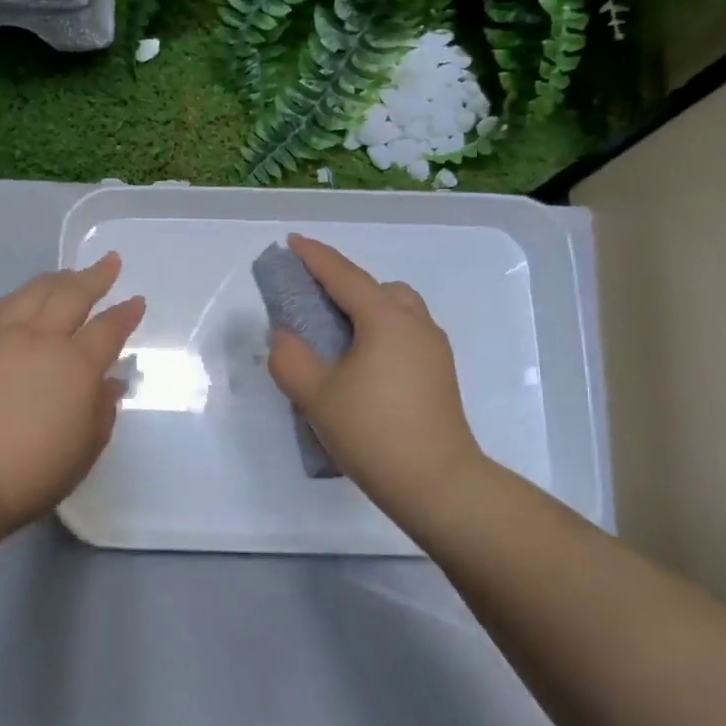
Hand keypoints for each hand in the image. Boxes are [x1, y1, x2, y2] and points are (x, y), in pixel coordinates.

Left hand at [0, 254, 145, 532]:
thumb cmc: (31, 472)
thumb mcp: (84, 449)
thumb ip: (101, 411)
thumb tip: (109, 383)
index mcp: (75, 365)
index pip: (108, 329)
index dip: (126, 314)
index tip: (136, 302)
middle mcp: (39, 339)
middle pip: (71, 295)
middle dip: (95, 276)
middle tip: (109, 262)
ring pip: (31, 293)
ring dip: (55, 279)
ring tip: (67, 274)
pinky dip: (13, 297)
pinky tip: (17, 297)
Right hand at [265, 234, 488, 520]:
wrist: (437, 483)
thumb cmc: (373, 432)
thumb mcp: (316, 396)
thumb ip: (290, 359)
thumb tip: (285, 338)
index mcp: (385, 320)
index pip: (344, 276)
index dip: (315, 257)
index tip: (292, 242)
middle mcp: (416, 325)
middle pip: (379, 288)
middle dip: (347, 285)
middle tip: (315, 302)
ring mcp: (434, 350)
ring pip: (399, 311)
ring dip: (368, 310)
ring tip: (338, 336)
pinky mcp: (440, 375)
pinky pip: (406, 334)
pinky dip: (382, 333)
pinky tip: (363, 365)